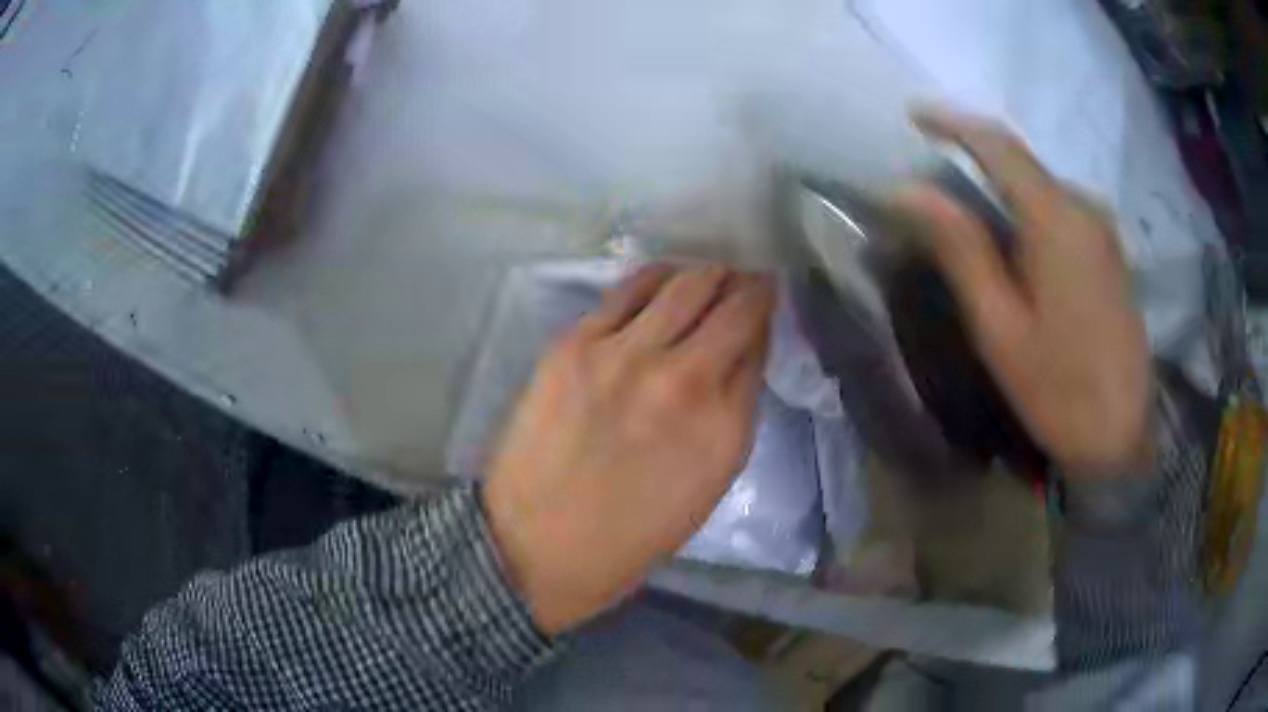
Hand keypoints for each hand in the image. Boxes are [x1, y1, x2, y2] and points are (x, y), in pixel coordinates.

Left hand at [482, 264, 774, 634]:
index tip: (766, 303)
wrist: (537, 545)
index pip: (758, 345)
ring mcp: (625, 355)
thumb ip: (732, 414)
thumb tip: (740, 356)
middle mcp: (683, 380)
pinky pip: (629, 289)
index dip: (766, 318)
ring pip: (685, 283)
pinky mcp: (576, 344)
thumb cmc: (631, 535)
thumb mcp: (708, 485)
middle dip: (749, 286)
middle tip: (748, 281)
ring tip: (710, 275)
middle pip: (732, 305)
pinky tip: (664, 281)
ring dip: (708, 275)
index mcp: (724, 429)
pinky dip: (658, 279)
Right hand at [894, 107, 1151, 473]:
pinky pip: (1063, 209)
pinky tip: (1017, 242)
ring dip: (1003, 186)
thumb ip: (959, 249)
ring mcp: (1104, 229)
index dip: (952, 122)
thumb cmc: (1059, 389)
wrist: (1123, 439)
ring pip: (1043, 186)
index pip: (997, 145)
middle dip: (976, 155)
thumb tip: (905, 190)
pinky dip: (1030, 208)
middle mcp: (1084, 207)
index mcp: (1056, 219)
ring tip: (970, 211)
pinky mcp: (1111, 251)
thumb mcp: (1000, 326)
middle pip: (1022, 162)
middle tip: (934, 169)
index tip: (913, 113)